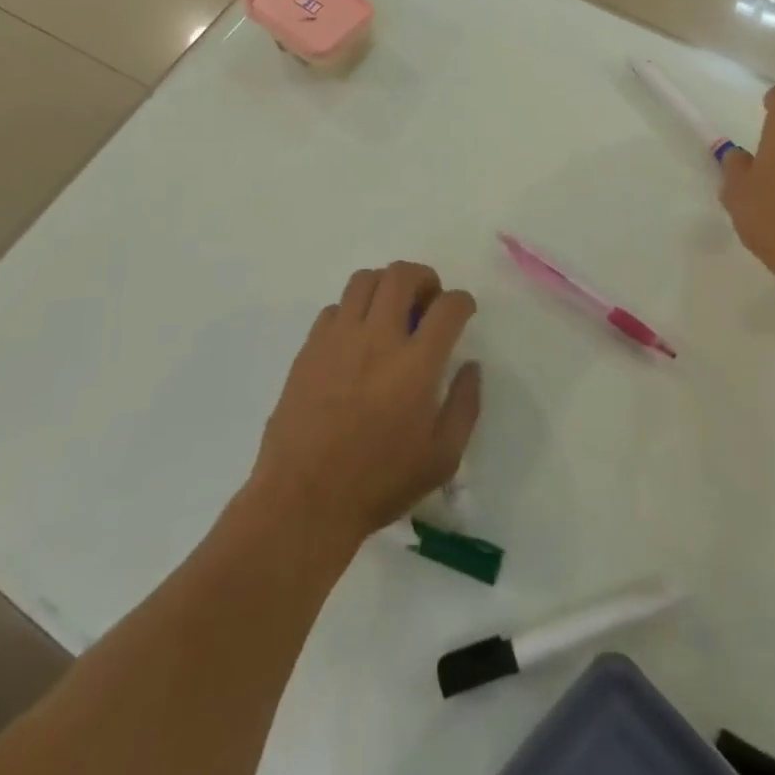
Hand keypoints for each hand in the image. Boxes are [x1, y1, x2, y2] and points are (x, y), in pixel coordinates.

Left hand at [250, 261, 481, 546]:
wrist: (304, 500)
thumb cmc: (380, 483)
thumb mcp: (442, 457)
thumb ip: (464, 405)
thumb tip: (470, 366)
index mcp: (416, 364)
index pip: (448, 306)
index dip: (462, 301)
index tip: (463, 311)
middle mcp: (377, 338)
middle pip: (402, 274)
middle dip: (425, 278)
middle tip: (428, 302)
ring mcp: (338, 339)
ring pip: (364, 279)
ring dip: (386, 285)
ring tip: (392, 311)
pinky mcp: (309, 349)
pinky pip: (335, 307)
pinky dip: (353, 311)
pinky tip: (357, 339)